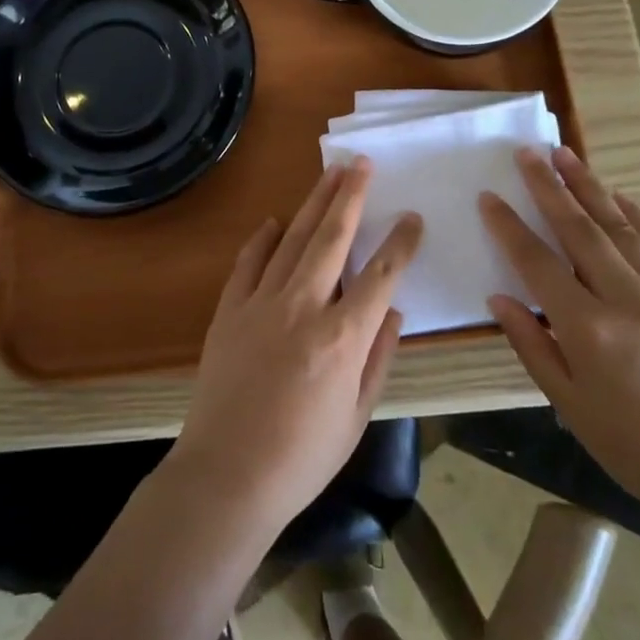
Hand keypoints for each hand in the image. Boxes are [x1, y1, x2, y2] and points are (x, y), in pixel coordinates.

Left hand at [170, 159, 421, 535]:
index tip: (412, 218)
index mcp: (342, 337)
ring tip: (330, 174)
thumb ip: (379, 358)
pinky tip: (276, 221)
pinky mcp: (230, 309)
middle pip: (332, 237)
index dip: (400, 243)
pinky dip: (264, 237)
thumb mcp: (356, 416)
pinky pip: (249, 261)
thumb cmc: (302, 457)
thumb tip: (394, 311)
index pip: (382, 275)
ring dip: (313, 203)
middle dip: (351, 196)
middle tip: (362, 163)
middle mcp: (303, 307)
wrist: (227, 476)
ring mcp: (261, 302)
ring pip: (293, 239)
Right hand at [480, 146, 639, 530]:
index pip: (537, 263)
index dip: (509, 226)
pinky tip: (620, 196)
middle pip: (579, 229)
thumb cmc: (633, 446)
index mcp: (588, 329)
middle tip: (528, 151)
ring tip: (566, 154)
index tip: (489, 197)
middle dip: (550, 186)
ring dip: (590, 187)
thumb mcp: (568, 403)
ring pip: (621, 227)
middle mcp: (627, 300)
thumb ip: (531, 344)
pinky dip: (637, 216)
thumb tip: (498, 297)